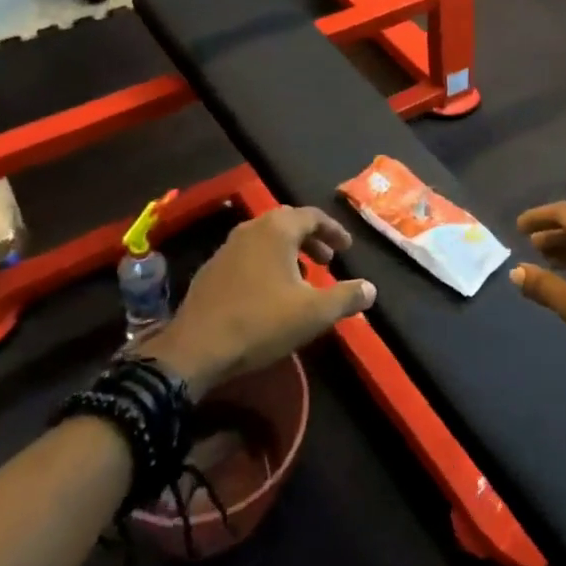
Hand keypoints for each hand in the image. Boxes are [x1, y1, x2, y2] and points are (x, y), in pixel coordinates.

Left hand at [141, 207, 374, 398]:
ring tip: (303, 277)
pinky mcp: (211, 270)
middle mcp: (251, 229)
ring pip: (266, 239)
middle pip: (288, 223)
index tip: (347, 248)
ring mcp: (226, 248)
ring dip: (289, 252)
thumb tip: (370, 288)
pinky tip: (270, 292)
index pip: (313, 216)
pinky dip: (267, 264)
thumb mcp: (314, 313)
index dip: (334, 230)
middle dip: (312, 239)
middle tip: (328, 259)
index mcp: (277, 229)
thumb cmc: (261, 322)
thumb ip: (346, 297)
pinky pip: (248, 256)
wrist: (196, 349)